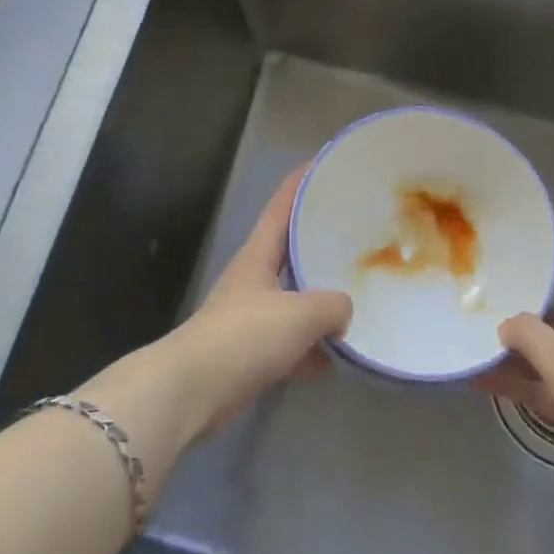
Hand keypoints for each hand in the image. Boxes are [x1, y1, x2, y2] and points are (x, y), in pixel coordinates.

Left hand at [158, 166, 352, 438]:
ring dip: (322, 300)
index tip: (329, 162)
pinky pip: (293, 342)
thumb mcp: (300, 313)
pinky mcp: (252, 352)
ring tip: (360, 293)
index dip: (304, 179)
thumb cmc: (244, 336)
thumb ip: (333, 305)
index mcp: (259, 254)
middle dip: (322, 239)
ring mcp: (252, 315)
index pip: (283, 203)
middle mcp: (254, 278)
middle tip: (360, 230)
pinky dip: (313, 348)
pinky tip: (339, 357)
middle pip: (292, 248)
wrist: (193, 392)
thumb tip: (345, 311)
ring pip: (296, 297)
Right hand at [477, 253, 553, 480]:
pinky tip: (487, 383)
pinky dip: (524, 383)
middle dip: (521, 315)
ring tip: (475, 345)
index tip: (513, 253)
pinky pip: (550, 384)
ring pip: (550, 354)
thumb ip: (528, 334)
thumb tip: (506, 323)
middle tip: (481, 306)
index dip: (547, 260)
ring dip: (517, 354)